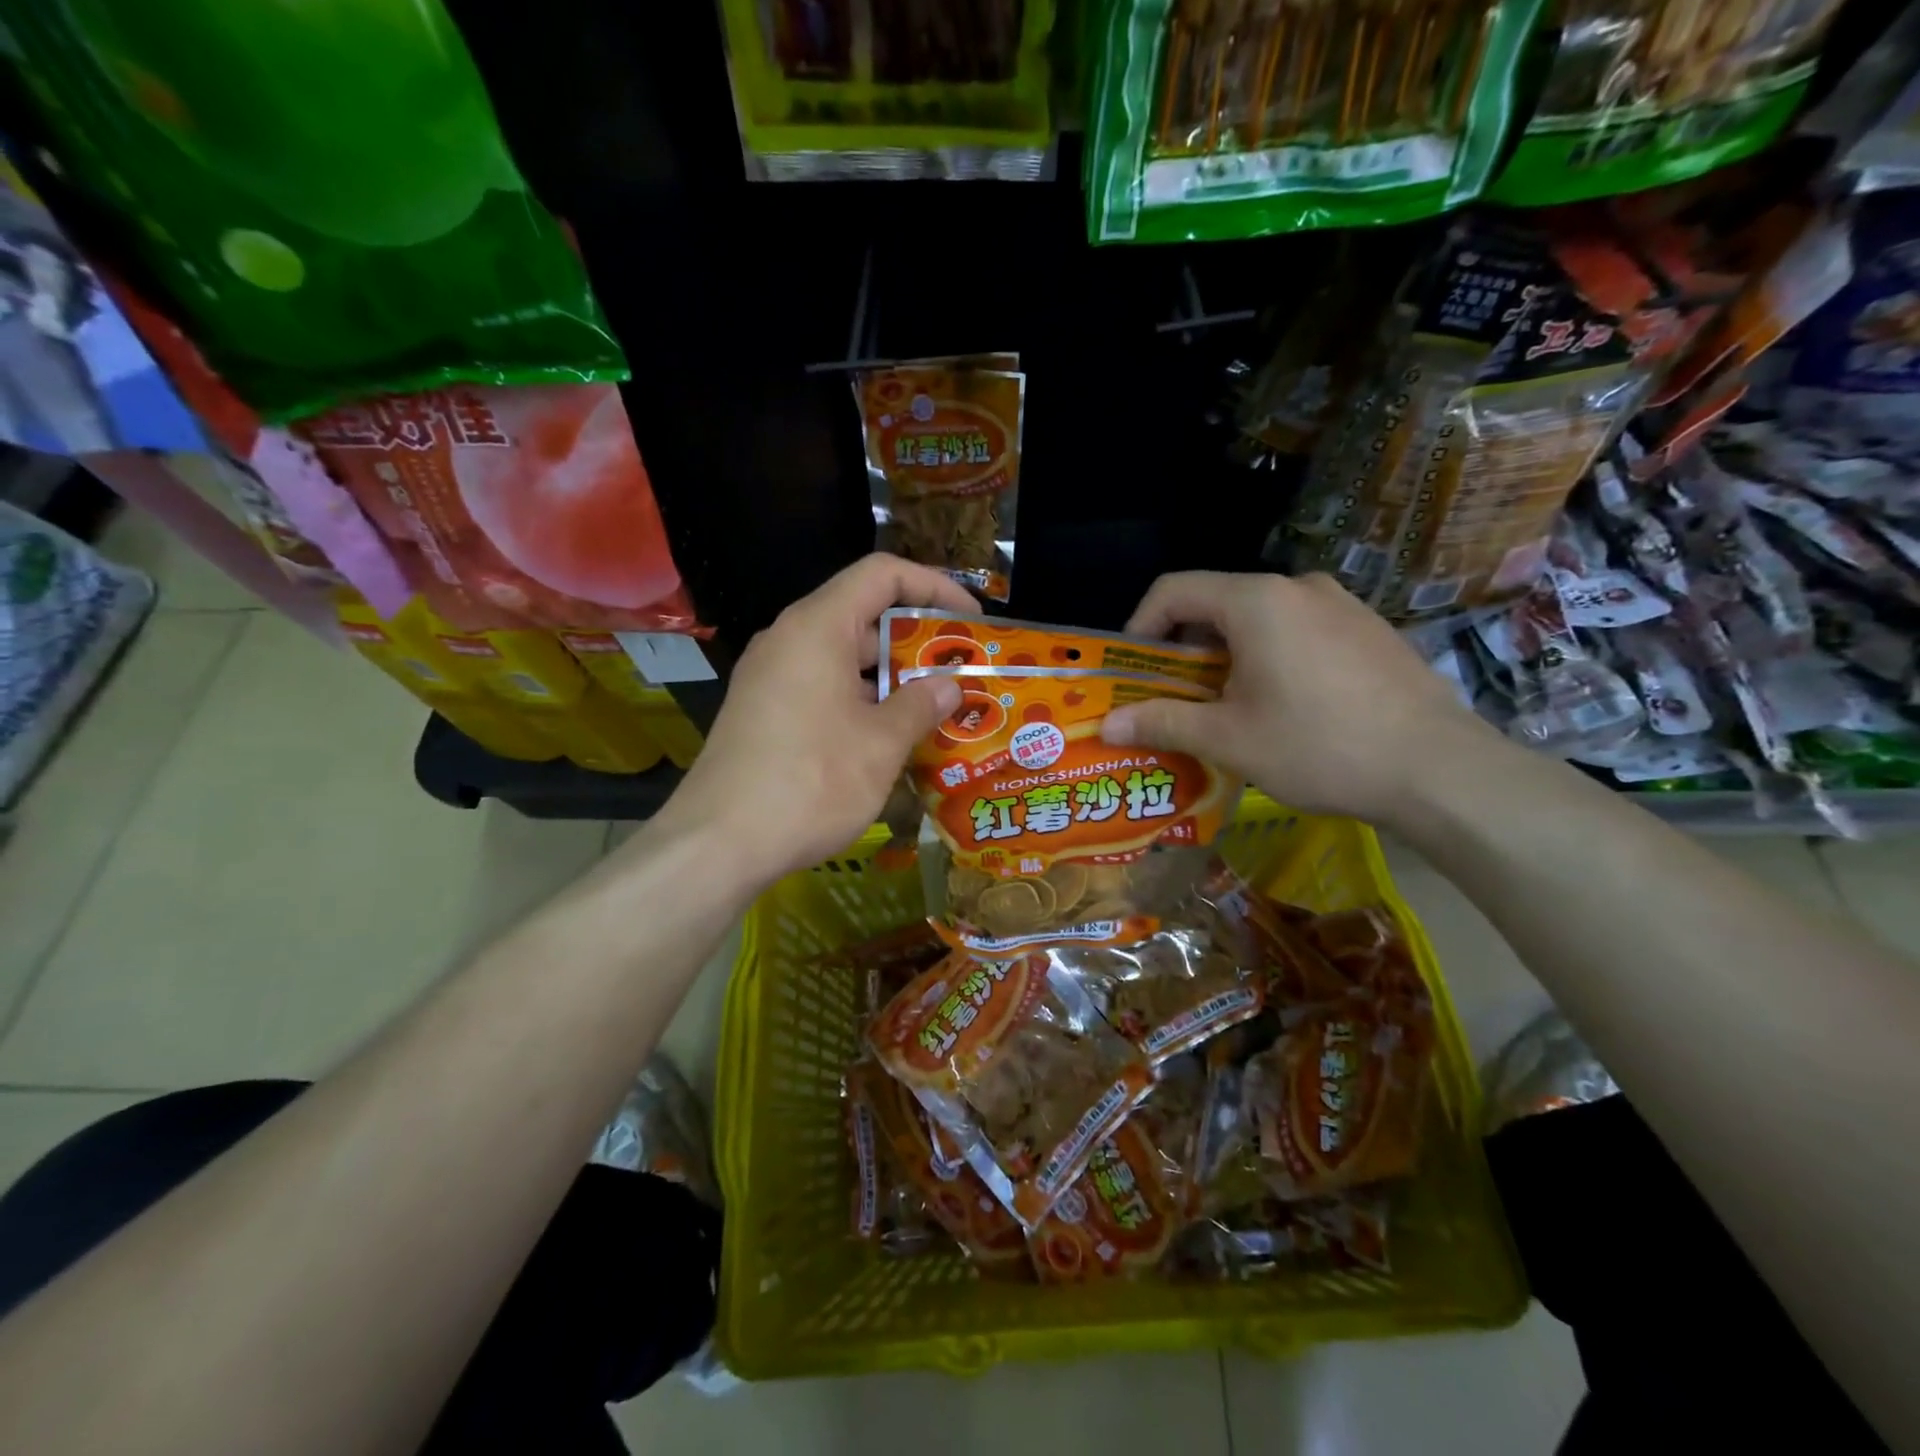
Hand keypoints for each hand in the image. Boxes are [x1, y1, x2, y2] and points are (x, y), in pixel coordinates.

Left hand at [652, 554, 973, 883]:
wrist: (718, 843)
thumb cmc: (810, 782)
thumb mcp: (880, 745)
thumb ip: (920, 705)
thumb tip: (948, 685)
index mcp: (817, 628)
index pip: (882, 575)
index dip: (934, 586)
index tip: (970, 618)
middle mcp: (789, 640)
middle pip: (863, 614)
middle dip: (917, 640)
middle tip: (961, 672)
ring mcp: (771, 677)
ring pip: (843, 656)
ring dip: (891, 676)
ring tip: (937, 708)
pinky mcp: (764, 711)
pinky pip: (822, 686)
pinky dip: (861, 699)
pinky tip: (891, 737)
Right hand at [1100, 572, 1495, 827]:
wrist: (1439, 769)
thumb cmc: (1318, 746)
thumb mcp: (1228, 739)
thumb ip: (1163, 721)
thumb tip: (1107, 725)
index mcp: (1256, 601)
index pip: (1174, 590)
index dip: (1140, 626)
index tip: (1131, 670)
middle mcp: (1298, 587)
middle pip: (1217, 604)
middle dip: (1184, 650)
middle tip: (1173, 698)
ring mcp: (1341, 605)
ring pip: (1259, 620)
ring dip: (1226, 657)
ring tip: (1225, 708)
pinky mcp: (1369, 630)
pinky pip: (1299, 631)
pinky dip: (1269, 658)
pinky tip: (1282, 707)